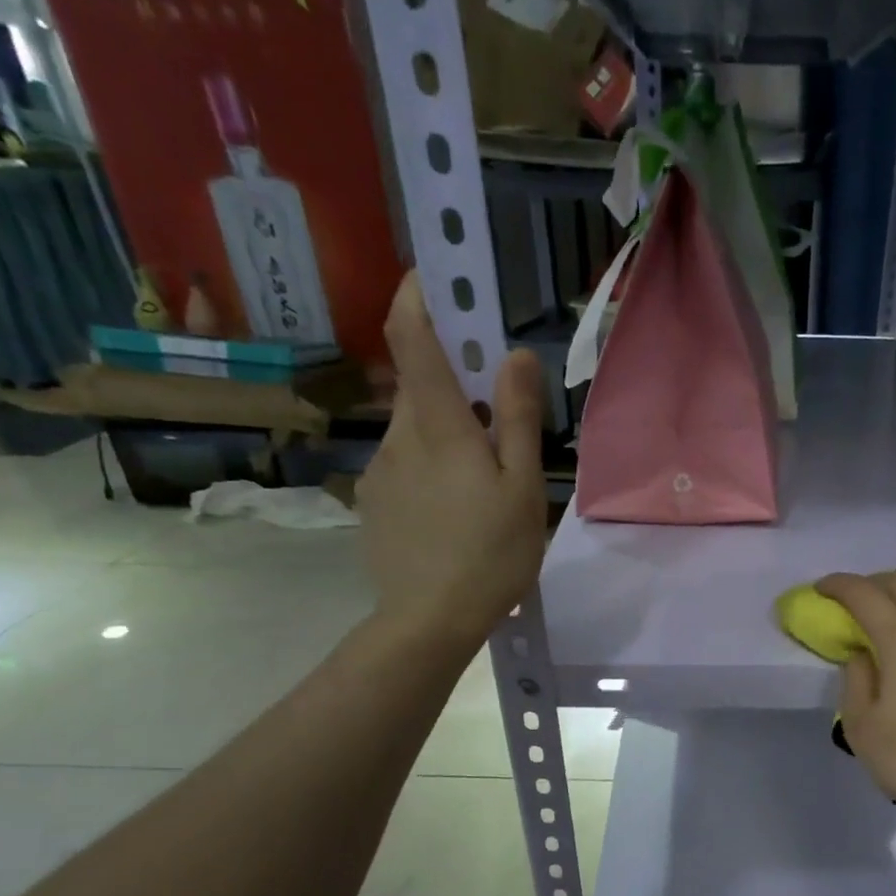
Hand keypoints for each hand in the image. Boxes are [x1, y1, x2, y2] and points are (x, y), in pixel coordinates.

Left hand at [358, 272, 547, 645]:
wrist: (428, 621)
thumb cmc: (489, 553)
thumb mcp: (521, 487)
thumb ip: (517, 419)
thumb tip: (516, 355)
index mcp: (437, 425)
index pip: (413, 337)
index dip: (419, 296)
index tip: (435, 275)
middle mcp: (397, 436)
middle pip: (419, 385)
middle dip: (452, 380)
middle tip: (496, 411)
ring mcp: (379, 471)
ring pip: (414, 430)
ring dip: (445, 433)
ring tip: (482, 482)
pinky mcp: (373, 502)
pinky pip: (404, 466)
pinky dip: (430, 468)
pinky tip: (454, 513)